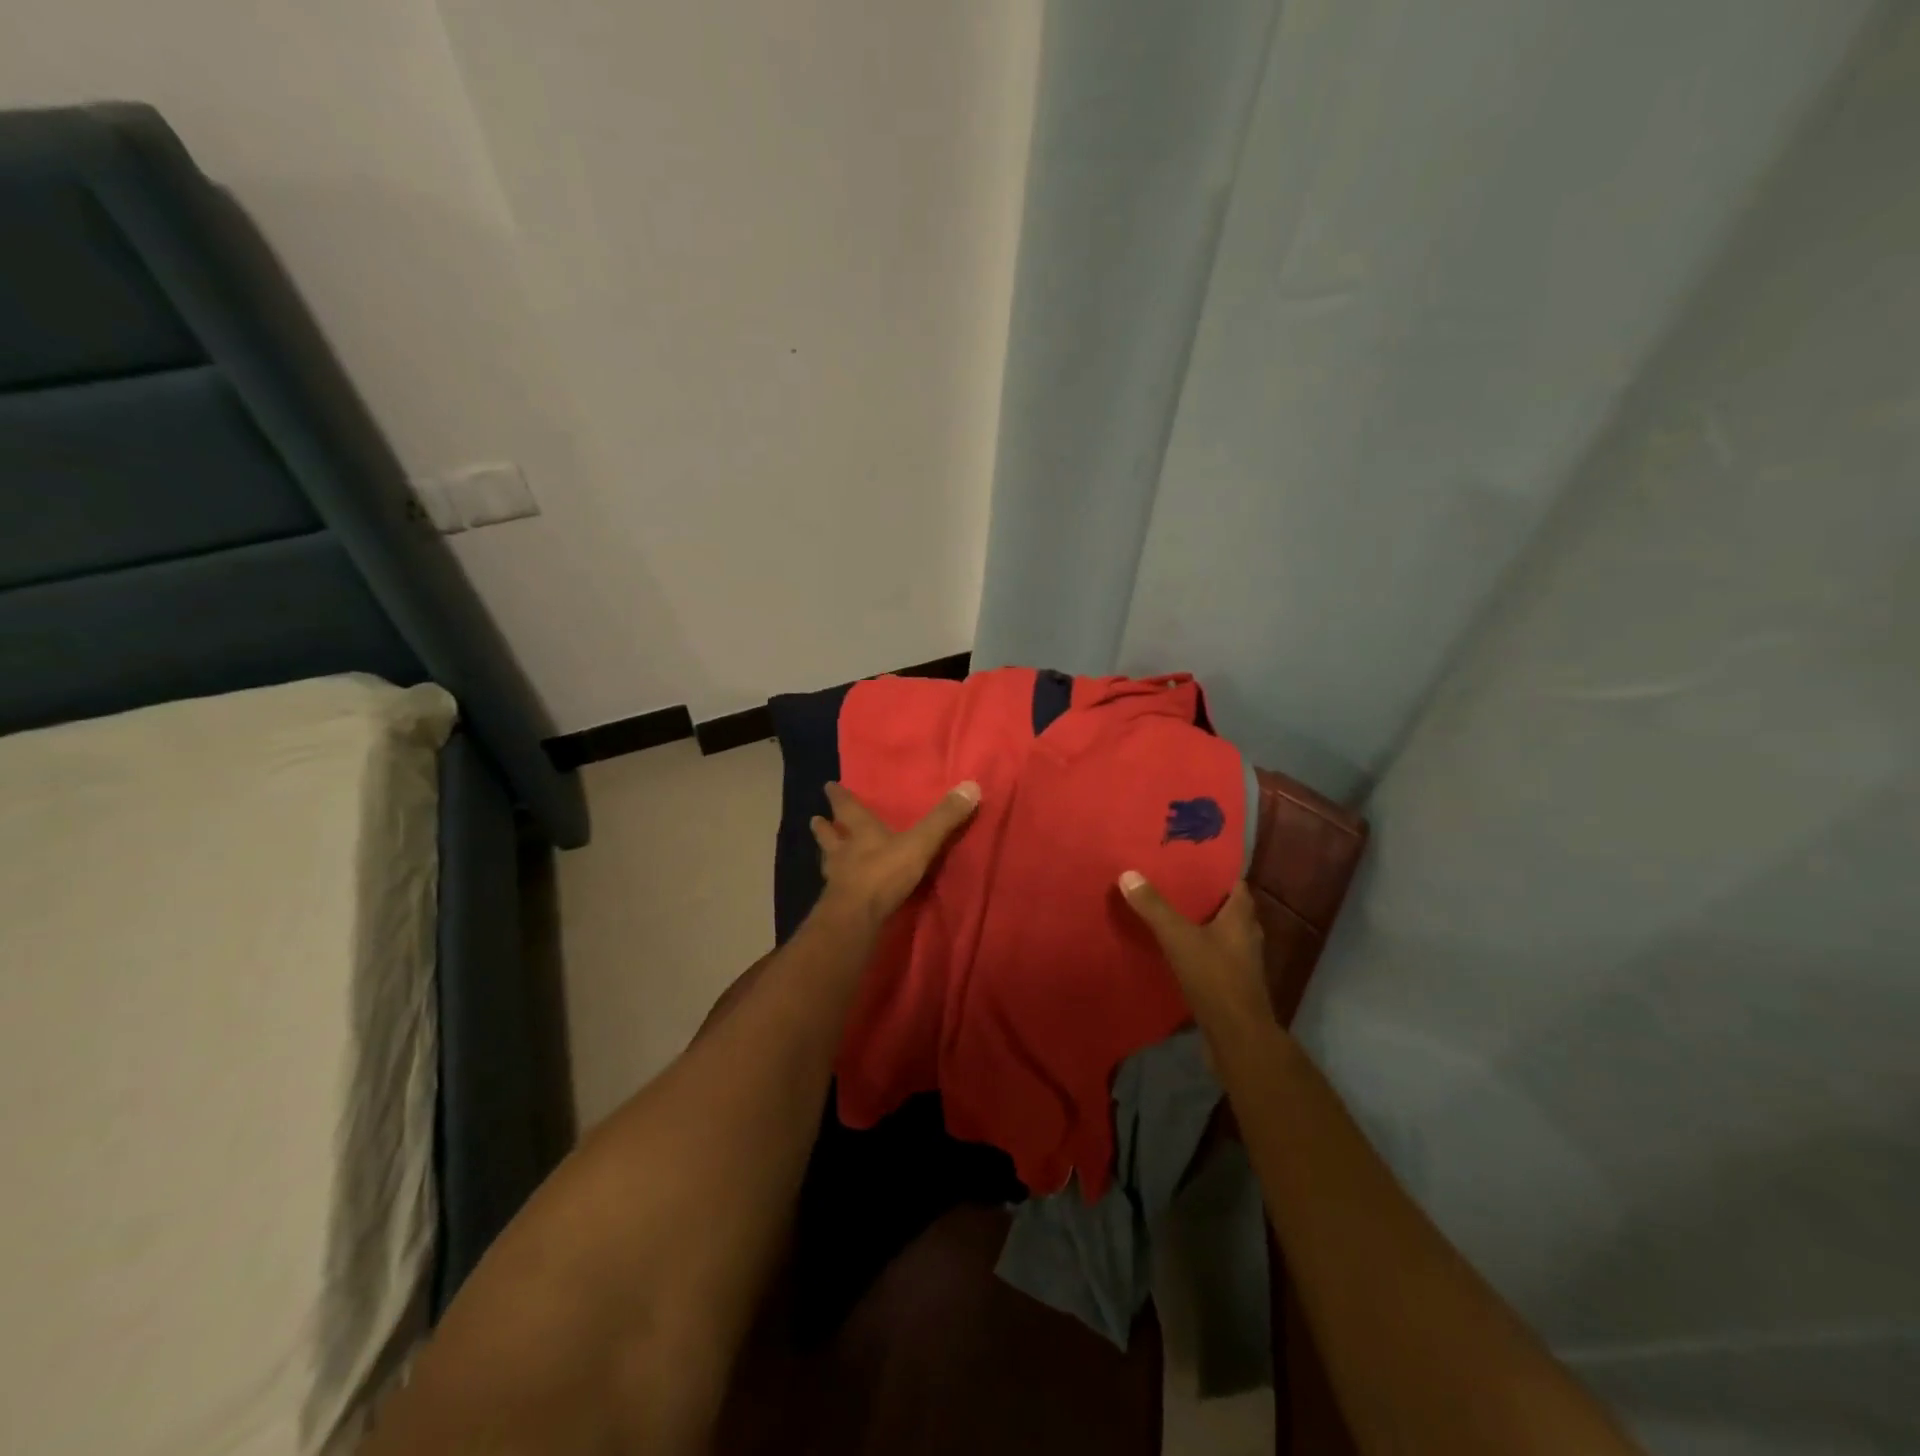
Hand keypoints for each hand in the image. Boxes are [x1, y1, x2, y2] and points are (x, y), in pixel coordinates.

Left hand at [812, 780, 980, 927]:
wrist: (856, 917)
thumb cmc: (885, 873)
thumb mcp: (920, 843)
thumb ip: (944, 819)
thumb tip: (970, 786)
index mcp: (863, 833)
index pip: (849, 809)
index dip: (840, 797)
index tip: (828, 786)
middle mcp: (845, 853)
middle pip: (831, 837)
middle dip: (825, 828)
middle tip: (814, 819)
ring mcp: (837, 880)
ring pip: (829, 862)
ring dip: (826, 855)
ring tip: (823, 853)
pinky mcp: (837, 905)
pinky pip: (835, 889)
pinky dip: (835, 885)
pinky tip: (836, 888)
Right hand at [1119, 874, 1275, 1028]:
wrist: (1237, 1037)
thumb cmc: (1215, 979)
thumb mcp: (1178, 938)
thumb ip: (1154, 907)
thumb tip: (1128, 873)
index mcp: (1241, 918)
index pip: (1234, 884)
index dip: (1215, 872)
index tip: (1190, 861)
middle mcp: (1246, 936)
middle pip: (1226, 908)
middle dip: (1202, 897)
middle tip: (1171, 884)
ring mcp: (1242, 962)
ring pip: (1220, 933)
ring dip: (1199, 924)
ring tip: (1168, 913)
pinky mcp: (1232, 983)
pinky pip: (1213, 955)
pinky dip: (1197, 948)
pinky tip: (1174, 949)